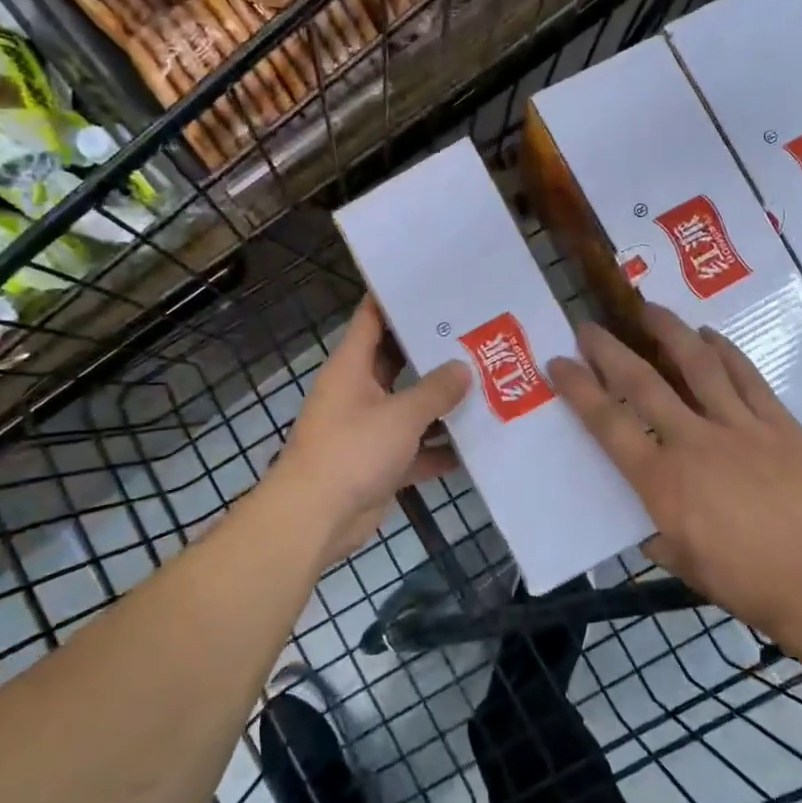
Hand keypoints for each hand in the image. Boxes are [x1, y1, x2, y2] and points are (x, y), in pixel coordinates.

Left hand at [271, 296, 470, 565]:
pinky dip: (439, 447)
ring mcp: (369, 428)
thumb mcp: (400, 414)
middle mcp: (359, 391)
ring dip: (441, 402)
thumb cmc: (352, 451)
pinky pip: (415, 447)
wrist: (316, 519)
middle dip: (432, 351)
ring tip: (486, 382)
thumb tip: (463, 369)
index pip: (372, 318)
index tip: (430, 283)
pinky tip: (476, 443)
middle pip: (397, 361)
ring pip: (410, 406)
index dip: (395, 298)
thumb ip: (435, 390)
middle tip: (474, 333)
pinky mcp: (380, 463)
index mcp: (352, 368)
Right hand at [546, 305, 801, 636]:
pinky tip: (710, 334)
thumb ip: (657, 532)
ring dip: (670, 332)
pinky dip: (726, 351)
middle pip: (644, 383)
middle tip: (590, 326)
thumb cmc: (743, 579)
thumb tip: (649, 520)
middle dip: (611, 350)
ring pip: (698, 365)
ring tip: (650, 308)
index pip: (608, 424)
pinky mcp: (778, 423)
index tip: (559, 362)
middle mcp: (692, 440)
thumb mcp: (682, 562)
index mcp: (661, 479)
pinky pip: (747, 377)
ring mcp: (738, 425)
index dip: (579, 389)